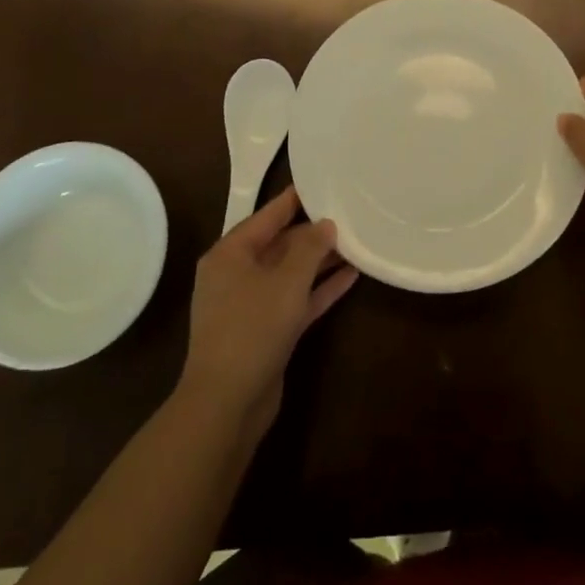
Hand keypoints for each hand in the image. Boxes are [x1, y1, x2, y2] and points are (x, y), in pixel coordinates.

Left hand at [178, 188, 357, 443]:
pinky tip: (351, 276)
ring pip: (291, 273)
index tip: (320, 181)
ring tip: (356, 242)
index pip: (267, 216)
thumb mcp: (286, 281)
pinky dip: (320, 289)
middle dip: (313, 233)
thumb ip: (310, 248)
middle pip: (280, 244)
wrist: (227, 403)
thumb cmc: (252, 328)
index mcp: (230, 254)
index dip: (294, 199)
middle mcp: (237, 274)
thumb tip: (326, 224)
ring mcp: (251, 305)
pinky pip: (296, 299)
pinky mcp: (267, 331)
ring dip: (321, 261)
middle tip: (349, 214)